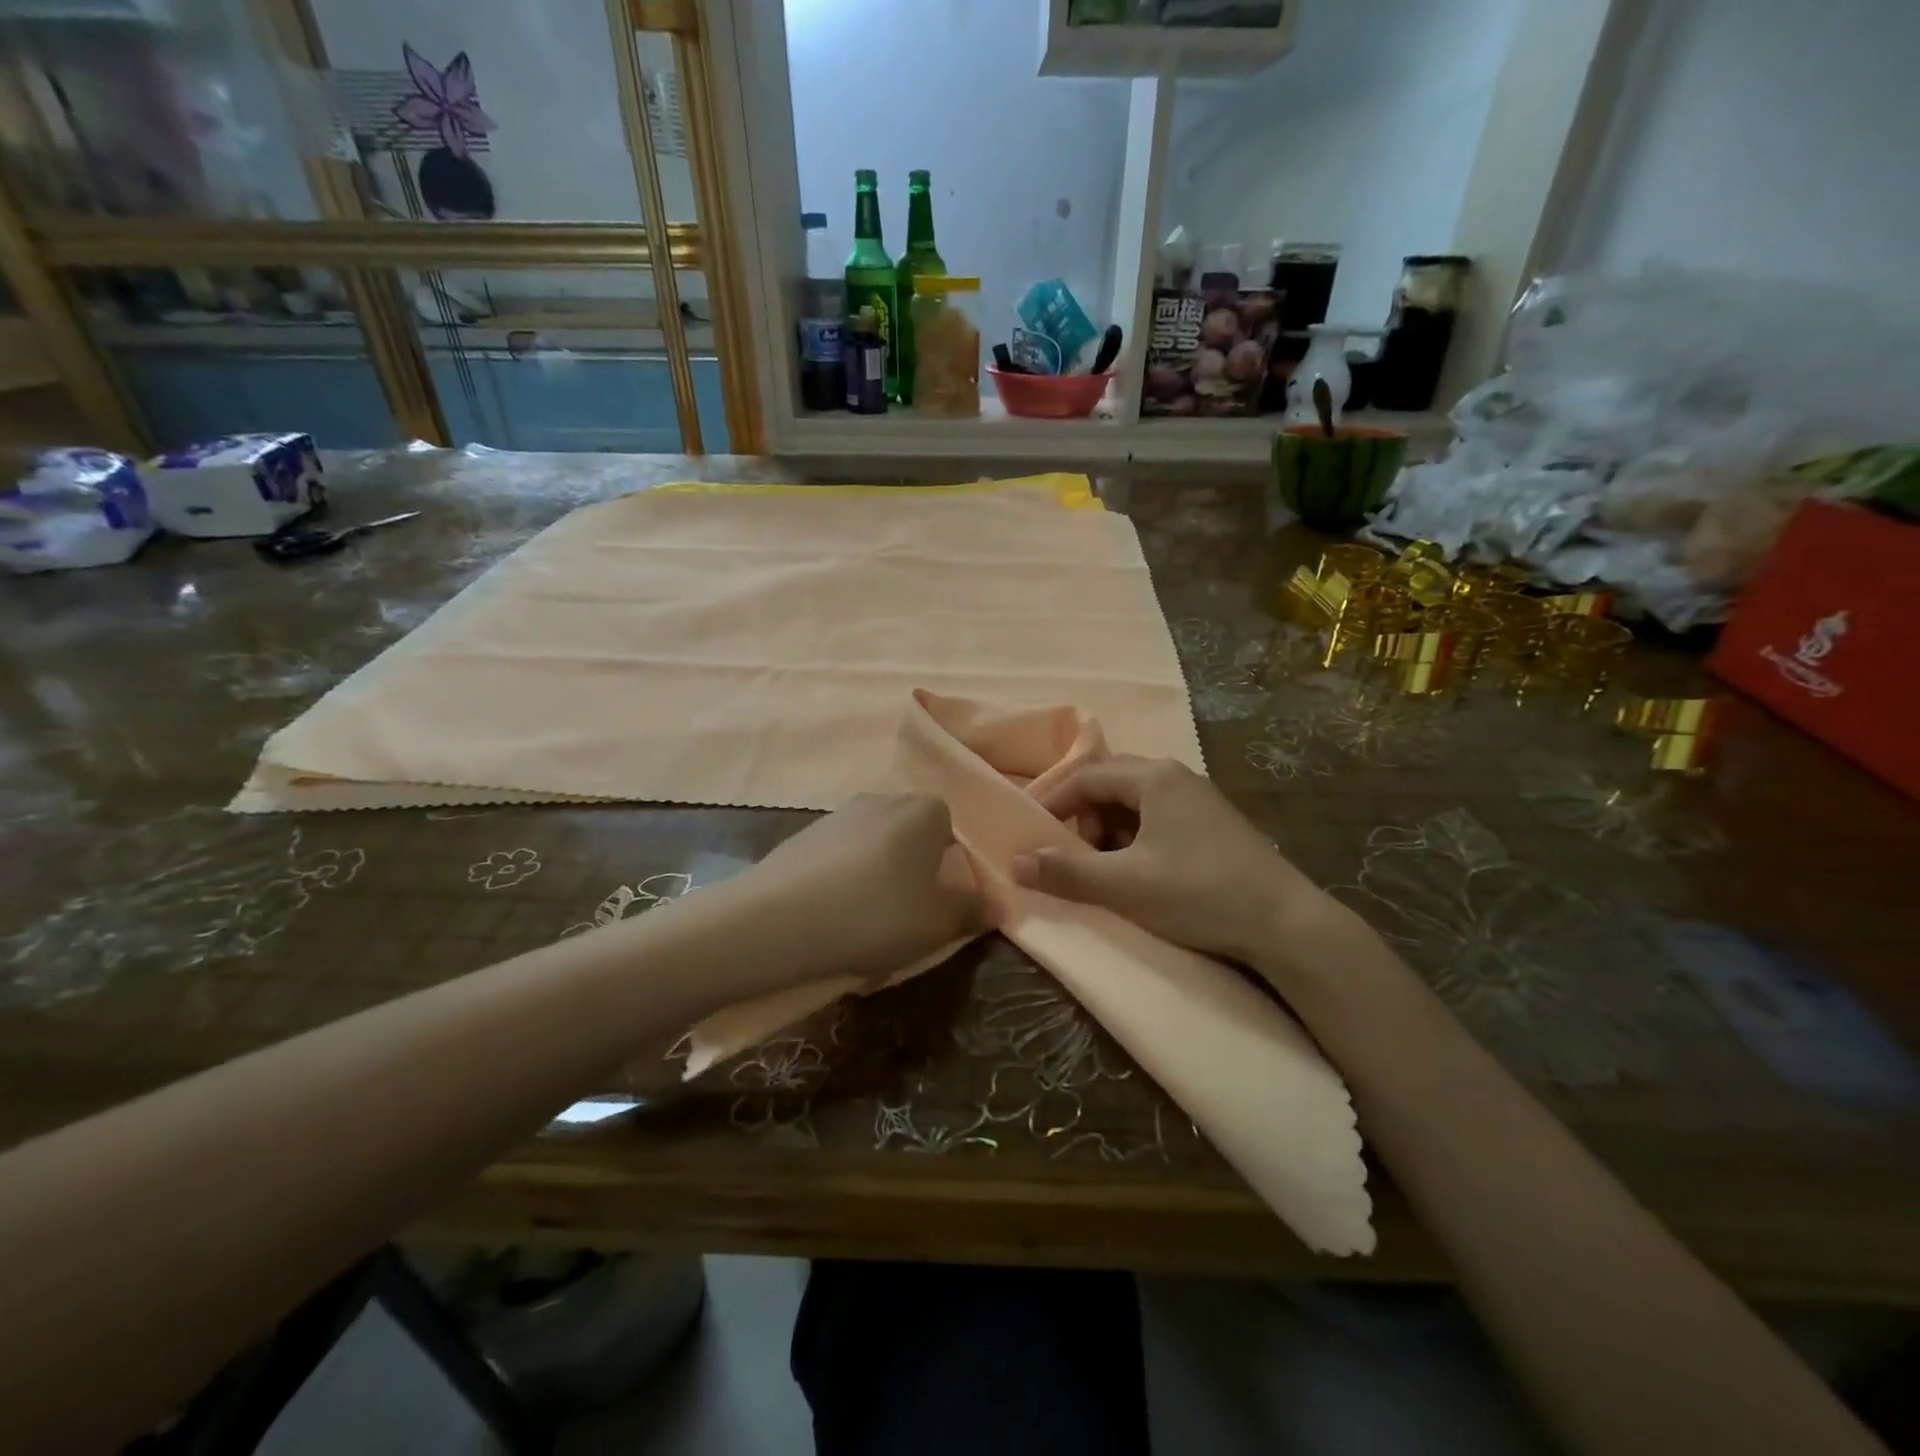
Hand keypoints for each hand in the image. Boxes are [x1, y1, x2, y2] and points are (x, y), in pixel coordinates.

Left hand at [746, 793, 983, 983]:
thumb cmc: (875, 915)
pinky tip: (833, 918)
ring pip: (876, 848)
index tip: (942, 905)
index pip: (953, 831)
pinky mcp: (804, 836)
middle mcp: (883, 800)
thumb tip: (994, 904)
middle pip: (913, 837)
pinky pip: (841, 859)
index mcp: (924, 810)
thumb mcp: (938, 924)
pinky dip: (845, 882)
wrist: (776, 921)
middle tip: (909, 917)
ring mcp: (839, 814)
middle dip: (916, 873)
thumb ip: (972, 910)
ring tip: (867, 924)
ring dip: (879, 878)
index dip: (952, 869)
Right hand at [1009, 756, 1331, 964]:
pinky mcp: (1214, 823)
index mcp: (1154, 778)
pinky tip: (1140, 870)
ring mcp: (1200, 798)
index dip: (1053, 801)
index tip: (1031, 831)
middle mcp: (1176, 776)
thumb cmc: (1198, 893)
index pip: (1086, 776)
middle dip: (1082, 816)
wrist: (1285, 923)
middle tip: (1070, 852)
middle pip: (1110, 783)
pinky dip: (1135, 836)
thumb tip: (1014, 862)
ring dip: (1109, 828)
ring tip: (1105, 867)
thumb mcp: (1125, 885)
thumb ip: (1066, 872)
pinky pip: (1159, 816)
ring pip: (1135, 801)